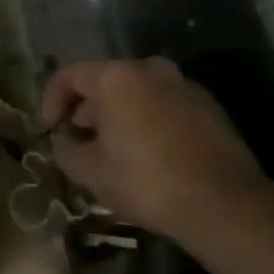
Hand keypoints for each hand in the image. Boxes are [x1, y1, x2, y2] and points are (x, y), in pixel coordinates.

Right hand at [41, 58, 269, 241]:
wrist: (224, 204)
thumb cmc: (145, 181)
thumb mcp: (88, 170)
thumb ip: (64, 148)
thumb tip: (63, 140)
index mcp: (117, 78)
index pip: (69, 76)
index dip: (51, 101)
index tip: (49, 130)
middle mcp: (151, 70)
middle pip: (105, 81)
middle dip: (85, 109)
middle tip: (78, 140)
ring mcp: (185, 86)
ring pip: (137, 92)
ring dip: (117, 114)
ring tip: (111, 149)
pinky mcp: (209, 107)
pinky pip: (163, 105)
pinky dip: (147, 120)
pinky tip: (146, 154)